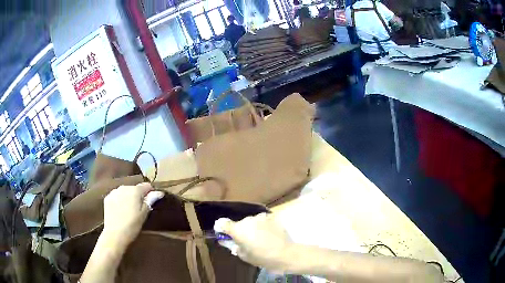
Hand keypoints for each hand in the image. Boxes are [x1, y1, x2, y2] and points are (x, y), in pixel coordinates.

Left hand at [102, 183, 160, 246]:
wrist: (115, 234)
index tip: (151, 201)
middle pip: (135, 188)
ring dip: (129, 197)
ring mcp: (114, 192)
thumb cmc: (133, 225)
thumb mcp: (144, 214)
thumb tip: (159, 192)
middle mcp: (124, 187)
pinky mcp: (107, 198)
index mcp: (135, 190)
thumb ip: (151, 200)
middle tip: (140, 208)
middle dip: (138, 195)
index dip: (151, 192)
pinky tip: (120, 210)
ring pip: (125, 191)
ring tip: (129, 210)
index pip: (146, 185)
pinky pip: (117, 195)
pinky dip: (120, 200)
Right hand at [216, 213, 293, 271]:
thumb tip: (226, 241)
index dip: (221, 228)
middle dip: (241, 231)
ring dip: (252, 228)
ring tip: (260, 238)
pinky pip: (262, 221)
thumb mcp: (243, 255)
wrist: (285, 253)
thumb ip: (233, 246)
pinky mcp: (271, 217)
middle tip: (247, 241)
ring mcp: (260, 217)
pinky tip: (269, 234)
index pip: (222, 223)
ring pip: (251, 222)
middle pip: (239, 224)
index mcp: (237, 230)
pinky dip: (263, 226)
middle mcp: (247, 220)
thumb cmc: (262, 257)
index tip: (225, 234)